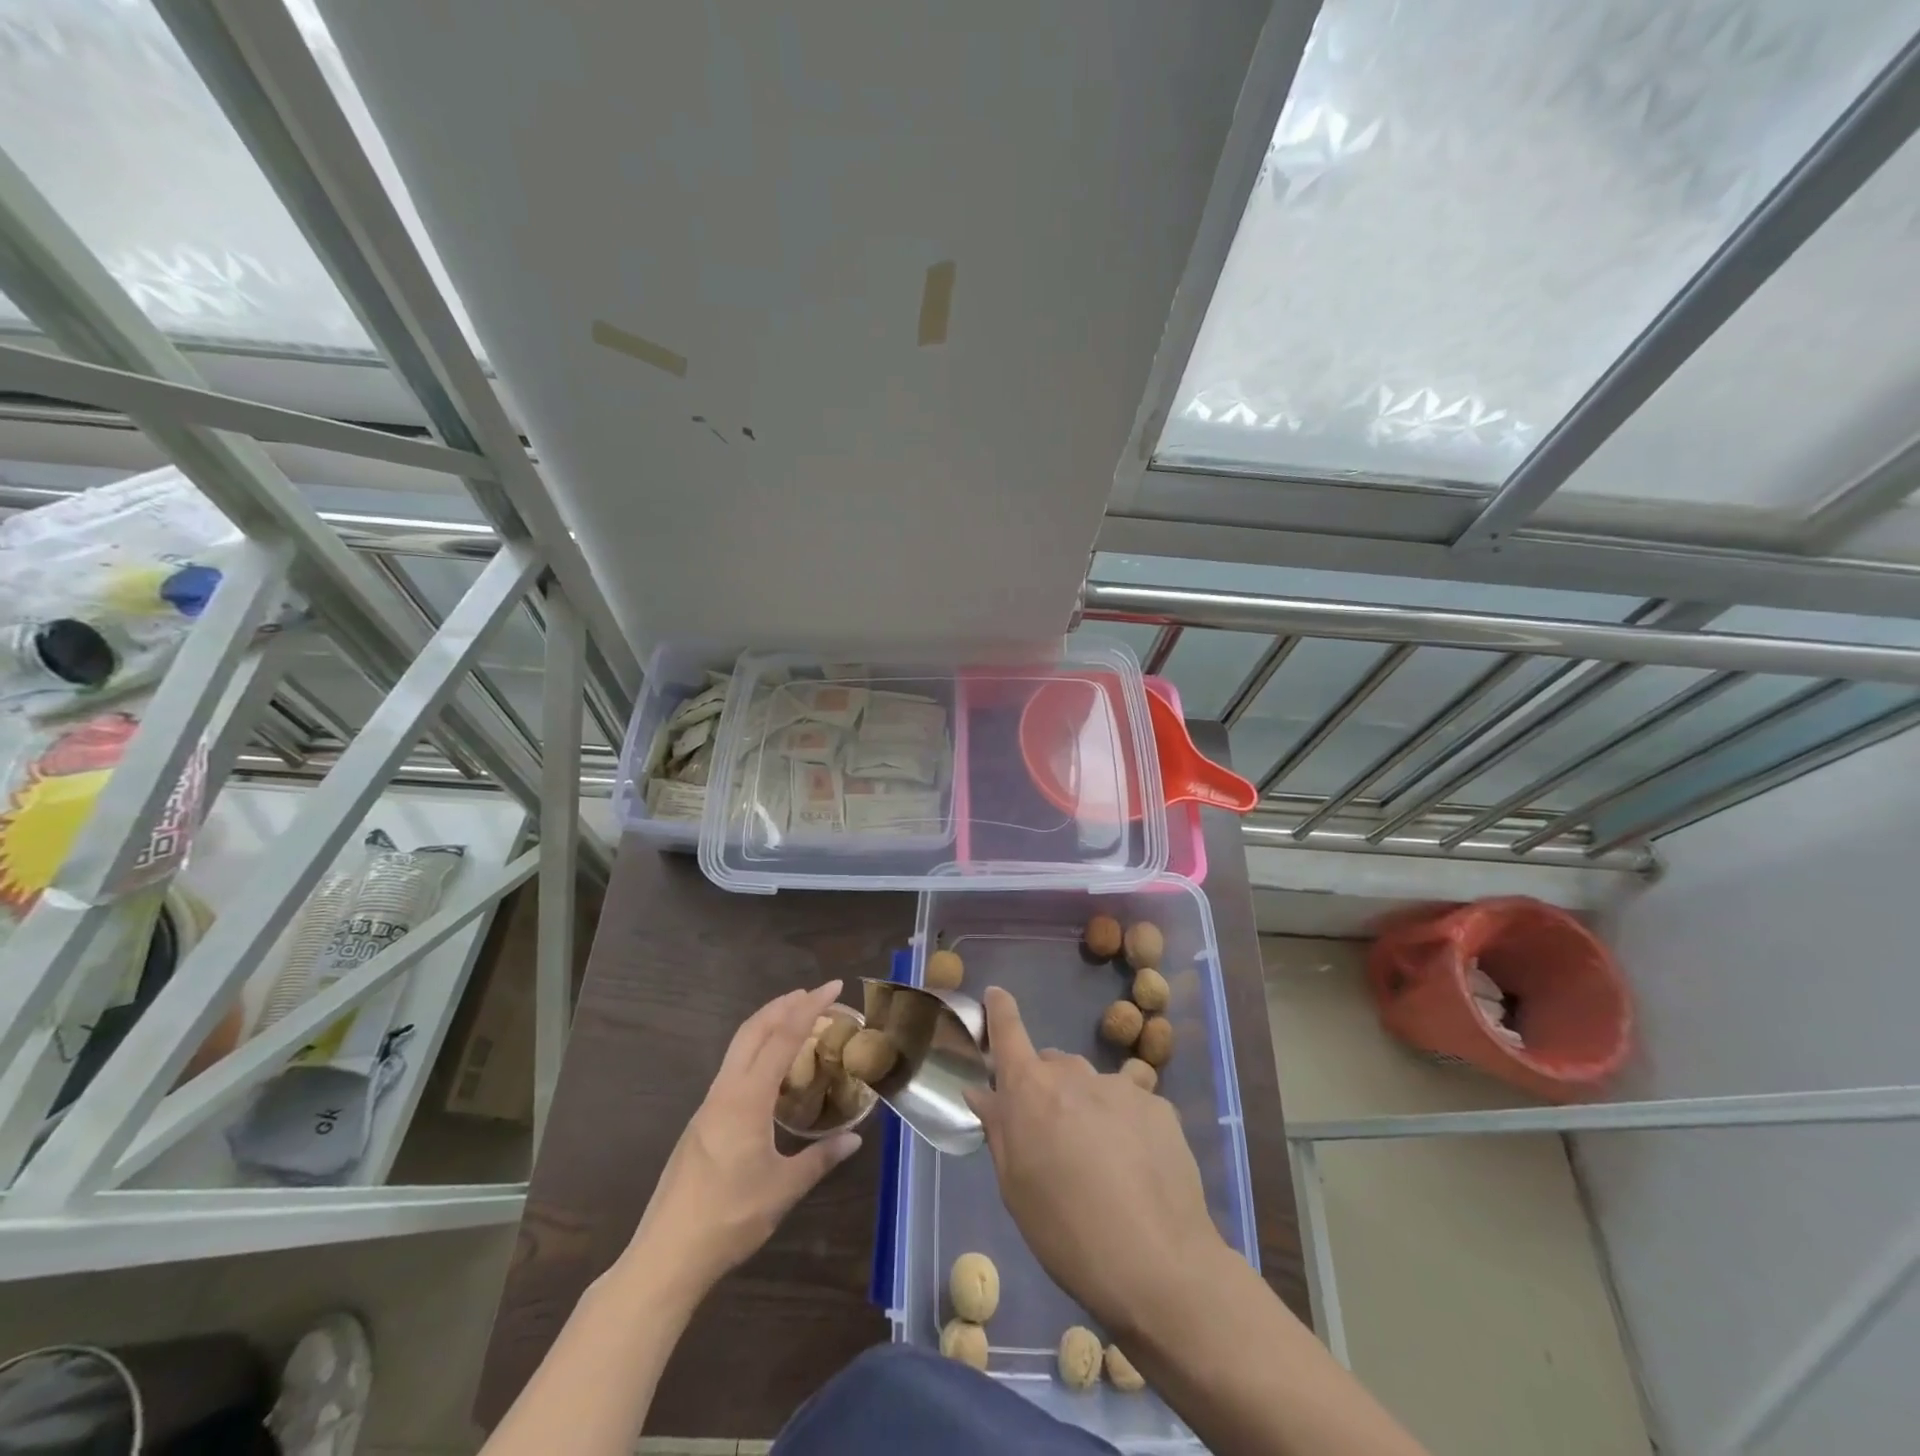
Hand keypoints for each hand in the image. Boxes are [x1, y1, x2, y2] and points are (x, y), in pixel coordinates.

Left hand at [628, 981, 862, 1294]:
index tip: (832, 987)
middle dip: (784, 1004)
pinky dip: (756, 1048)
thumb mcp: (783, 1190)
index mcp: (747, 1099)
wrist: (666, 1254)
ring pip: (738, 1046)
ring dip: (767, 1024)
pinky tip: (770, 1069)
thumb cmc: (728, 1219)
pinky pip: (733, 1067)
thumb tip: (854, 1139)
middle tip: (814, 994)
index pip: (782, 1038)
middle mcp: (725, 1091)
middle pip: (753, 1030)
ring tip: (795, 1019)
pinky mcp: (701, 1121)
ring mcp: (709, 1105)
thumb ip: (820, 1159)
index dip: (810, 1008)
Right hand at [965, 986, 1228, 1336]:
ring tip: (1100, 1161)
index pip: (1008, 1032)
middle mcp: (1074, 1074)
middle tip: (1051, 1136)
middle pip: (1052, 1065)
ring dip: (1087, 1107)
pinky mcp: (1159, 1105)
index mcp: (1031, 1090)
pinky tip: (1135, 1168)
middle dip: (1046, 1088)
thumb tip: (982, 1091)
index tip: (995, 994)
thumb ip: (999, 1129)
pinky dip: (1124, 1124)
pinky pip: (1130, 1104)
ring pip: (1092, 1085)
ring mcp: (1121, 1085)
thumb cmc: (1067, 1233)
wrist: (1159, 1264)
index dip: (999, 1011)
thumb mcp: (1015, 1187)